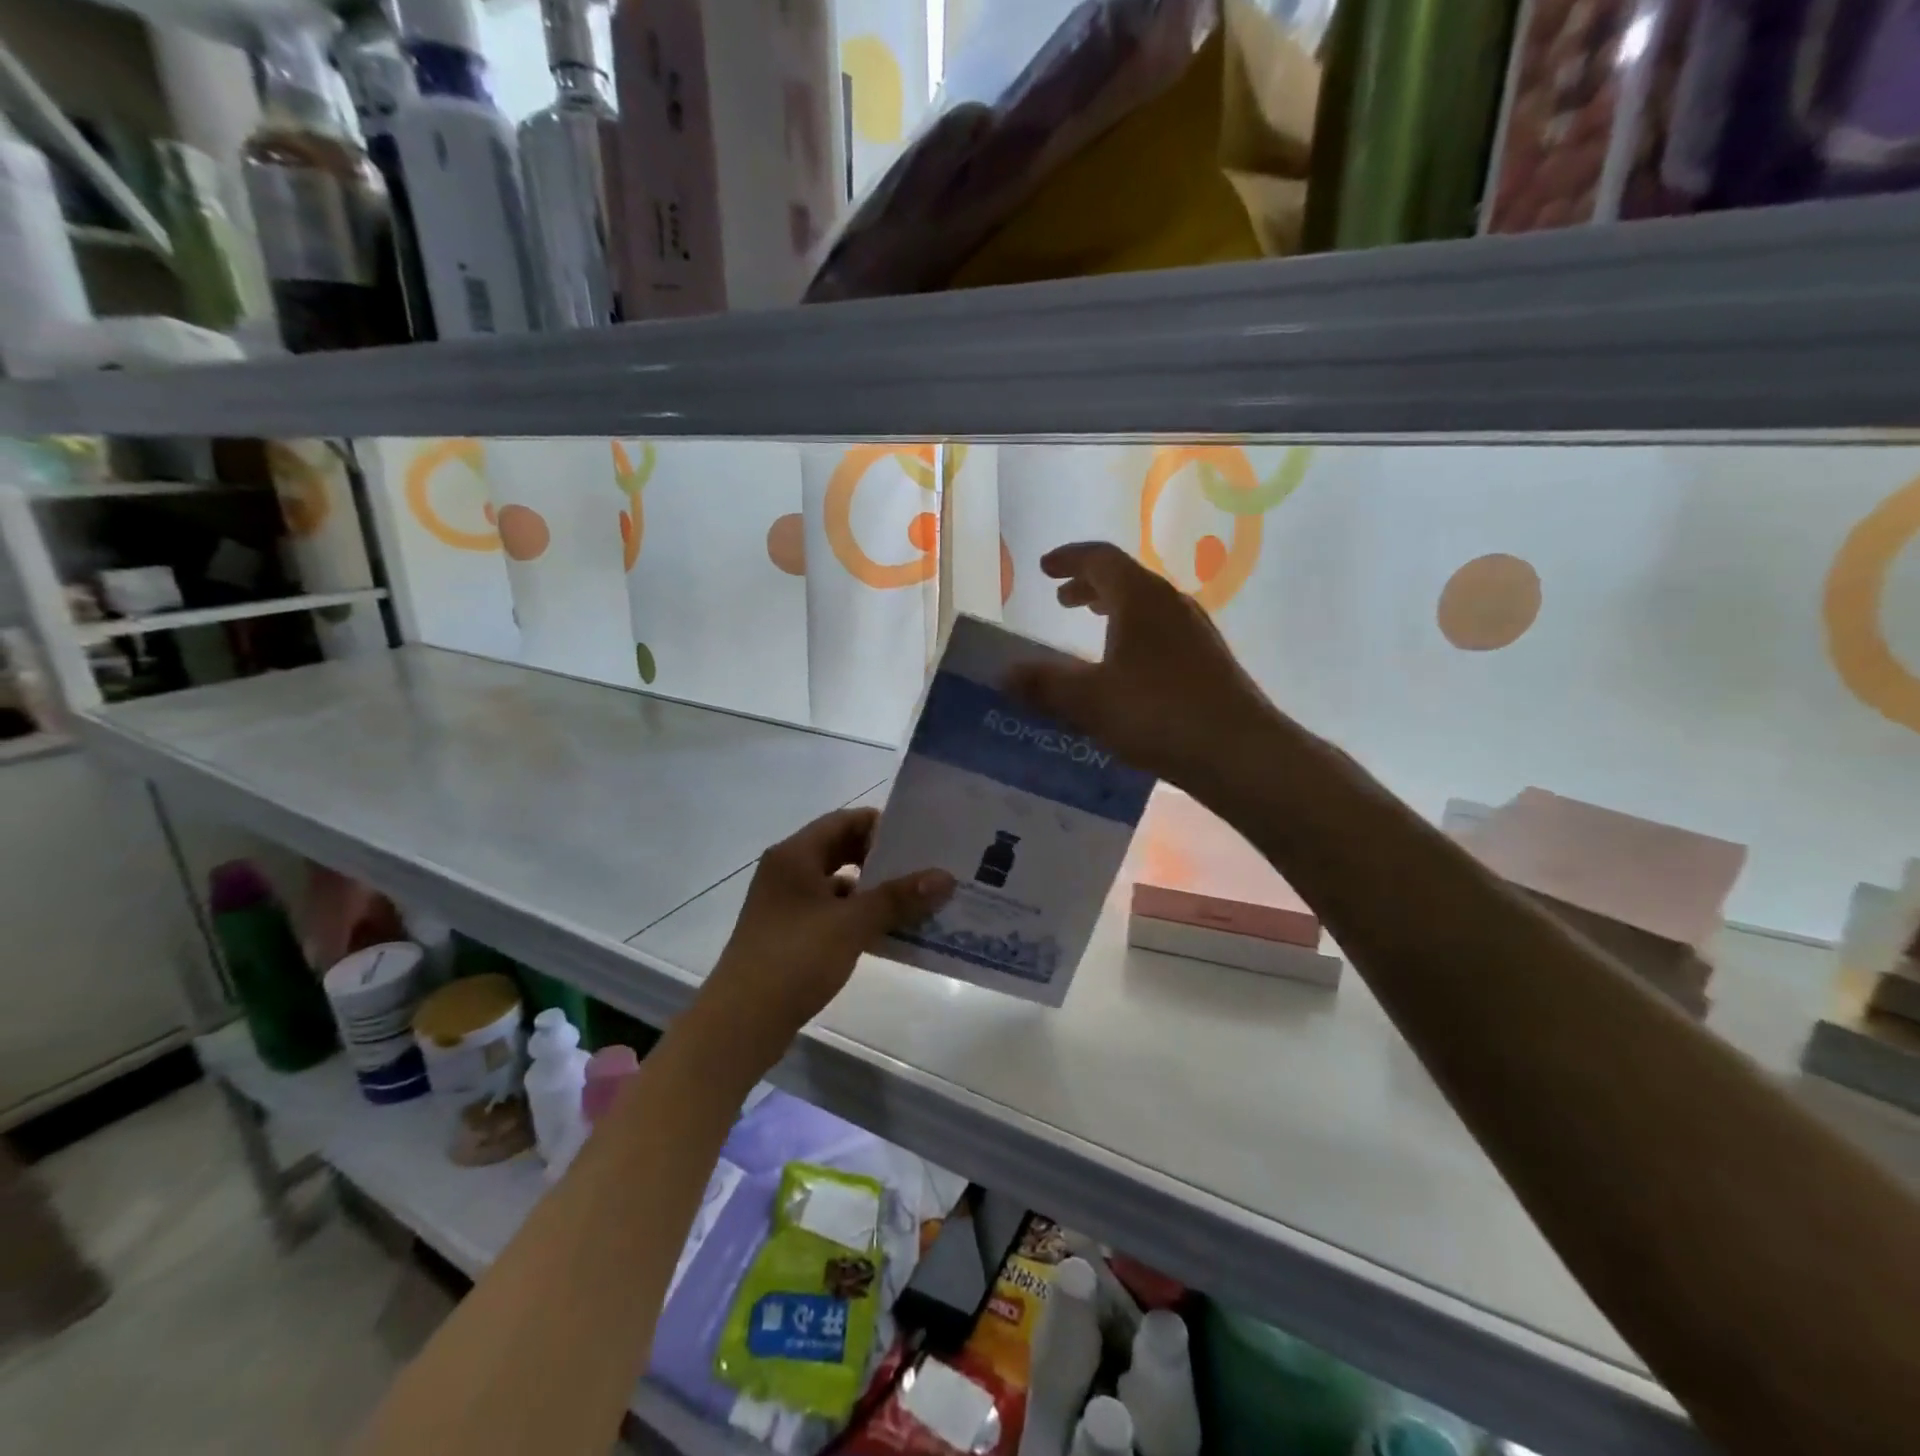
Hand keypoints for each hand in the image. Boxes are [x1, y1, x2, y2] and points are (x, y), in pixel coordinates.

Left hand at [706, 808, 954, 1053]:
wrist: (741, 1023)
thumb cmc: (793, 959)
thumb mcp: (851, 924)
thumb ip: (898, 897)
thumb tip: (945, 876)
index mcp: (794, 856)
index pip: (844, 821)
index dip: (881, 826)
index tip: (919, 839)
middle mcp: (787, 872)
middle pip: (841, 851)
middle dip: (882, 860)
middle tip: (924, 868)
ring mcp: (786, 905)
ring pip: (838, 885)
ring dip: (873, 891)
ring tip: (917, 900)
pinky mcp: (790, 935)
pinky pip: (832, 913)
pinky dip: (859, 917)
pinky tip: (889, 932)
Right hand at [1005, 541, 1275, 790]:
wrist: (1238, 752)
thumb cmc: (1158, 713)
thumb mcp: (1089, 700)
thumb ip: (1044, 684)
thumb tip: (1003, 674)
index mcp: (1140, 598)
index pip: (1100, 558)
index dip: (1069, 559)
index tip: (1044, 568)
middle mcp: (1171, 604)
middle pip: (1125, 580)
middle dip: (1089, 586)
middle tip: (1062, 600)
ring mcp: (1195, 632)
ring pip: (1145, 607)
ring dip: (1113, 611)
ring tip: (1091, 628)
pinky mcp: (1207, 661)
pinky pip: (1161, 633)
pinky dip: (1133, 636)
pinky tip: (1125, 671)